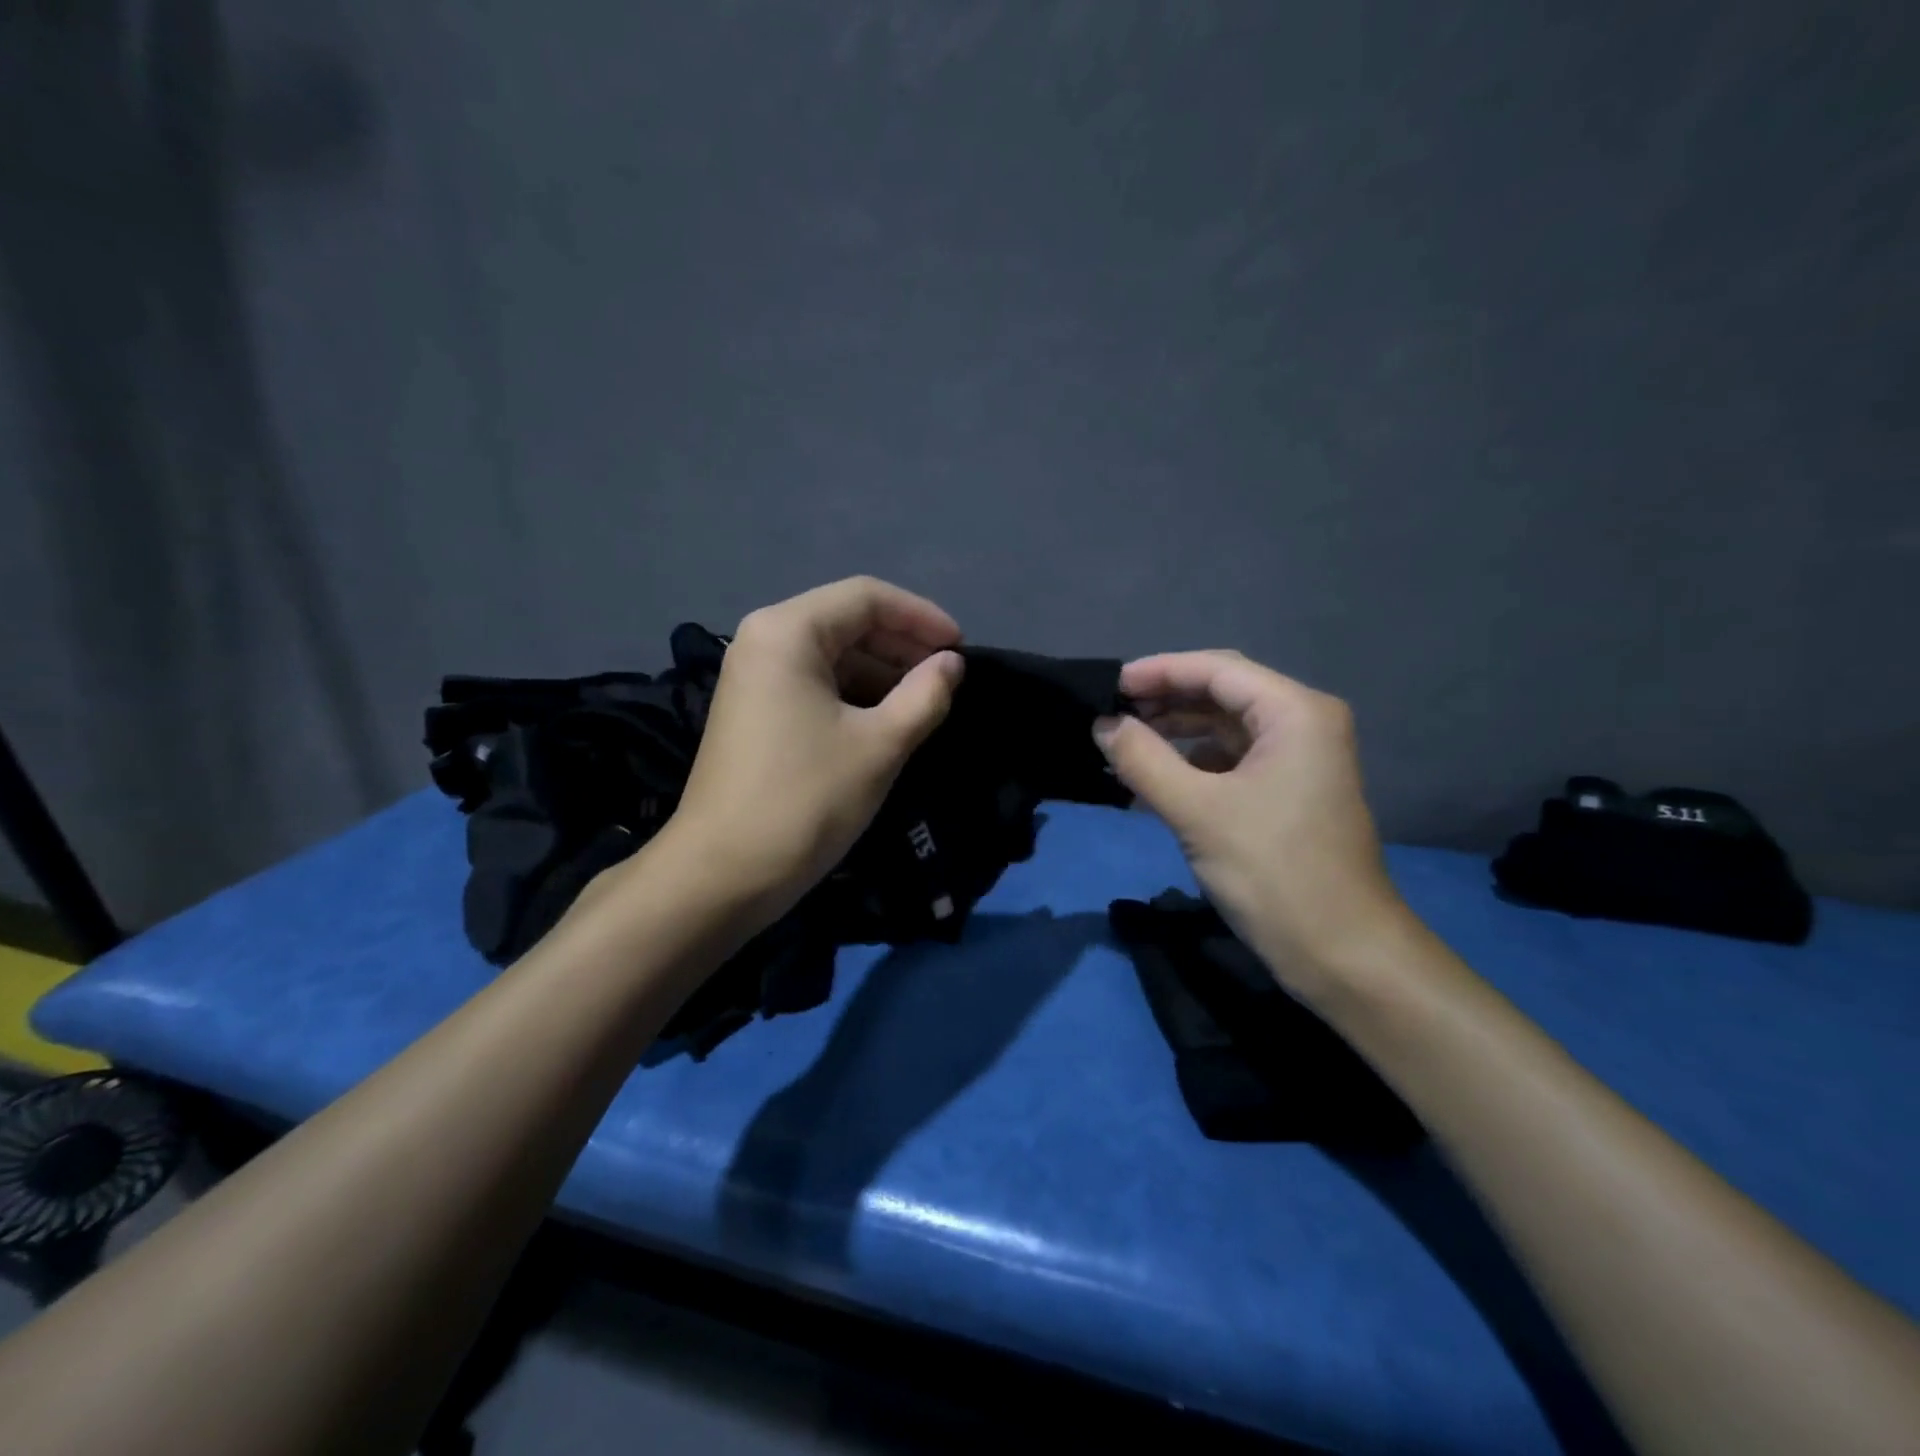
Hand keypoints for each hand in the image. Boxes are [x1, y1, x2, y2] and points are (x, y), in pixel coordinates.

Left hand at [664, 576, 964, 927]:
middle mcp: (764, 641)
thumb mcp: (880, 745)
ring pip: (832, 656)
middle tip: (949, 679)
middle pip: (847, 622)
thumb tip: (951, 665)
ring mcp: (754, 677)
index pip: (867, 597)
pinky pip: (815, 685)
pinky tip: (888, 721)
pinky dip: (855, 696)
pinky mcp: (754, 712)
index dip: (922, 618)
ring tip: (927, 703)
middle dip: (903, 646)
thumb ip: (925, 695)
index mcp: (788, 632)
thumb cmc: (806, 800)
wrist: (723, 875)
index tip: (962, 650)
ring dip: (882, 673)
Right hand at [1094, 651, 1412, 996]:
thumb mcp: (1197, 811)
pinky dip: (1194, 762)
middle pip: (1223, 693)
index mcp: (1295, 713)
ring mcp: (1300, 759)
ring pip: (1226, 727)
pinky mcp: (1290, 791)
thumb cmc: (1272, 872)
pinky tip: (1156, 778)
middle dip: (1166, 699)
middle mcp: (1303, 724)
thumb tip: (1103, 723)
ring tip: (1125, 744)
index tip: (1109, 686)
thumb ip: (1143, 759)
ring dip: (1177, 732)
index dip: (1159, 671)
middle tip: (1111, 714)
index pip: (1217, 669)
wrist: (1342, 953)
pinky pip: (1234, 759)